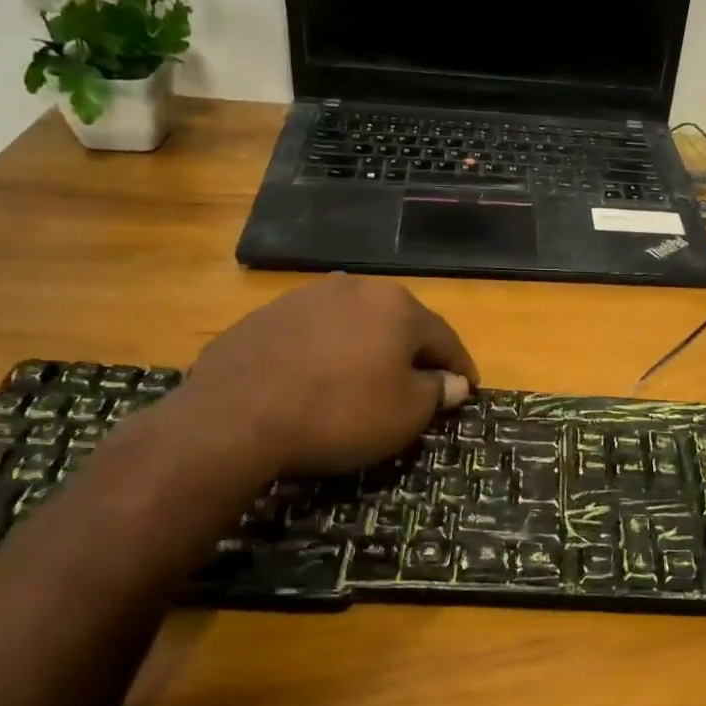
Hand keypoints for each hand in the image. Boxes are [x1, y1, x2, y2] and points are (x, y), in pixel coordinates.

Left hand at [171, 275, 477, 483]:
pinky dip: (329, 354)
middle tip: (421, 386)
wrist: (235, 416)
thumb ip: (436, 393)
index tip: (469, 389)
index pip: (445, 338)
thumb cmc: (339, 413)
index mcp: (397, 307)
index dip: (460, 367)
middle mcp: (356, 289)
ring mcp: (307, 297)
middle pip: (400, 324)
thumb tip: (453, 382)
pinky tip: (321, 380)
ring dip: (370, 350)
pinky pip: (316, 335)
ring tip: (369, 382)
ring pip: (356, 325)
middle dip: (414, 354)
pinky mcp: (268, 315)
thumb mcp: (404, 414)